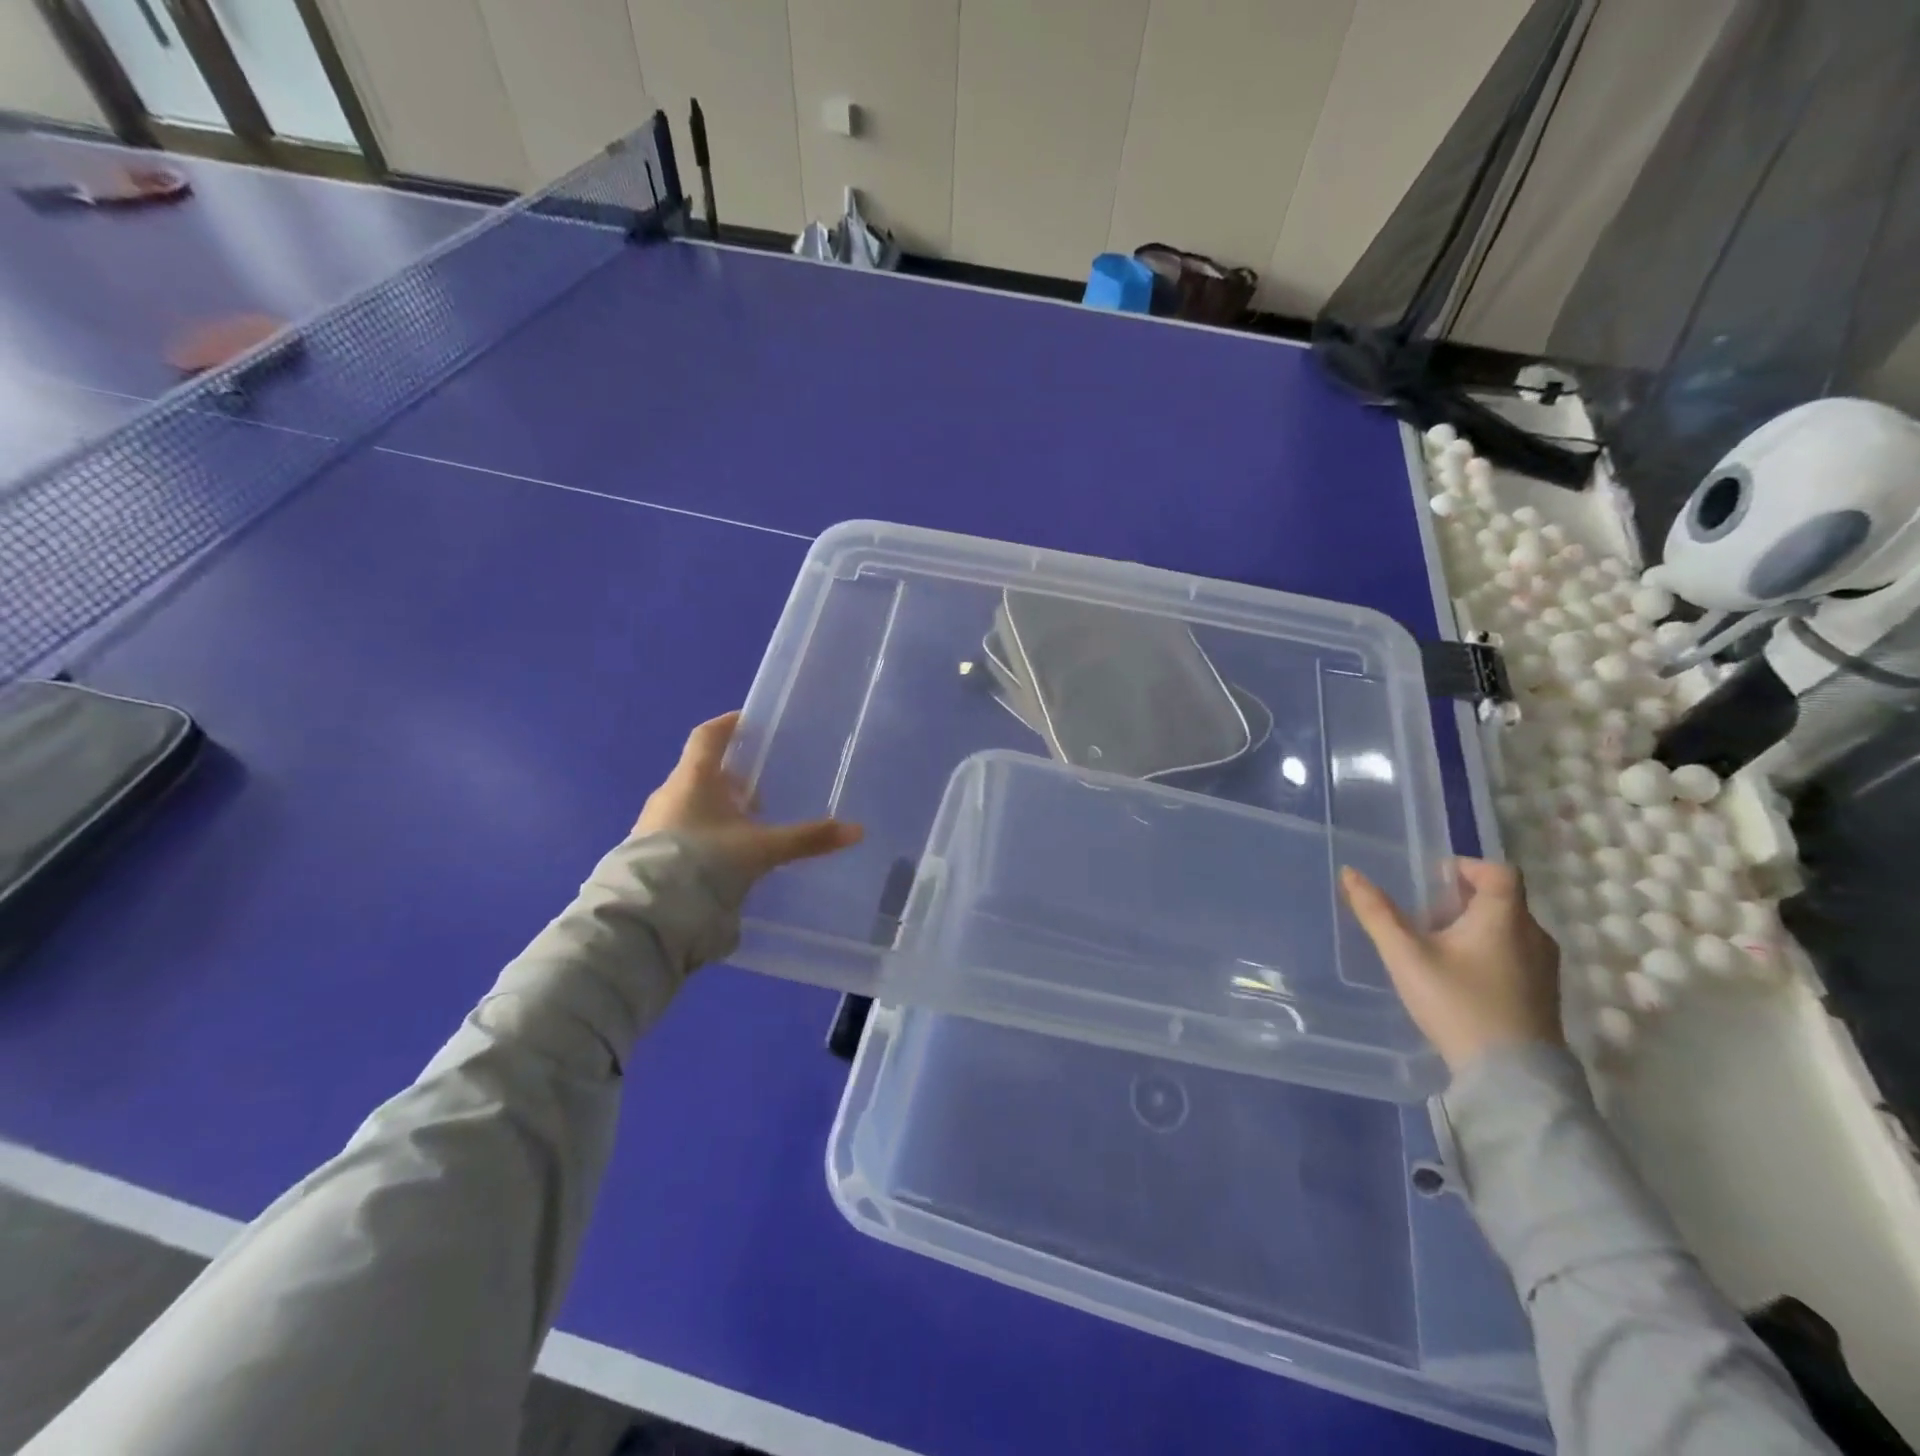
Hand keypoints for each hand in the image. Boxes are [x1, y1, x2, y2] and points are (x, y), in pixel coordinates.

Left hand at [635, 712, 862, 881]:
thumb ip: (806, 839)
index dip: (728, 725)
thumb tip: (857, 830)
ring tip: (745, 828)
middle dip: (730, 778)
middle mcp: (669, 793)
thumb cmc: (705, 862)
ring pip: (690, 804)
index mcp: (693, 778)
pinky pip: (679, 831)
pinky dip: (702, 834)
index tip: (747, 722)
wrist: (648, 914)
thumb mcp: (762, 850)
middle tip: (759, 790)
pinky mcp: (646, 854)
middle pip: (700, 772)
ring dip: (716, 809)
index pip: (708, 736)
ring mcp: (652, 825)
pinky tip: (720, 858)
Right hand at [1340, 859, 1561, 1072]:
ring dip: (1475, 926)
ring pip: (1509, 928)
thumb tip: (1350, 873)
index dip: (1467, 866)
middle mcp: (1534, 935)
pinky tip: (1460, 976)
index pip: (1498, 871)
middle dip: (1462, 899)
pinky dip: (1489, 951)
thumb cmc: (1458, 1003)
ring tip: (1437, 946)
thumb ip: (1377, 913)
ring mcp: (1544, 968)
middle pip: (1501, 899)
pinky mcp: (1544, 994)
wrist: (1511, 1077)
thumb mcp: (1406, 956)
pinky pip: (1516, 954)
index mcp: (1505, 918)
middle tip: (1425, 915)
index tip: (1434, 879)